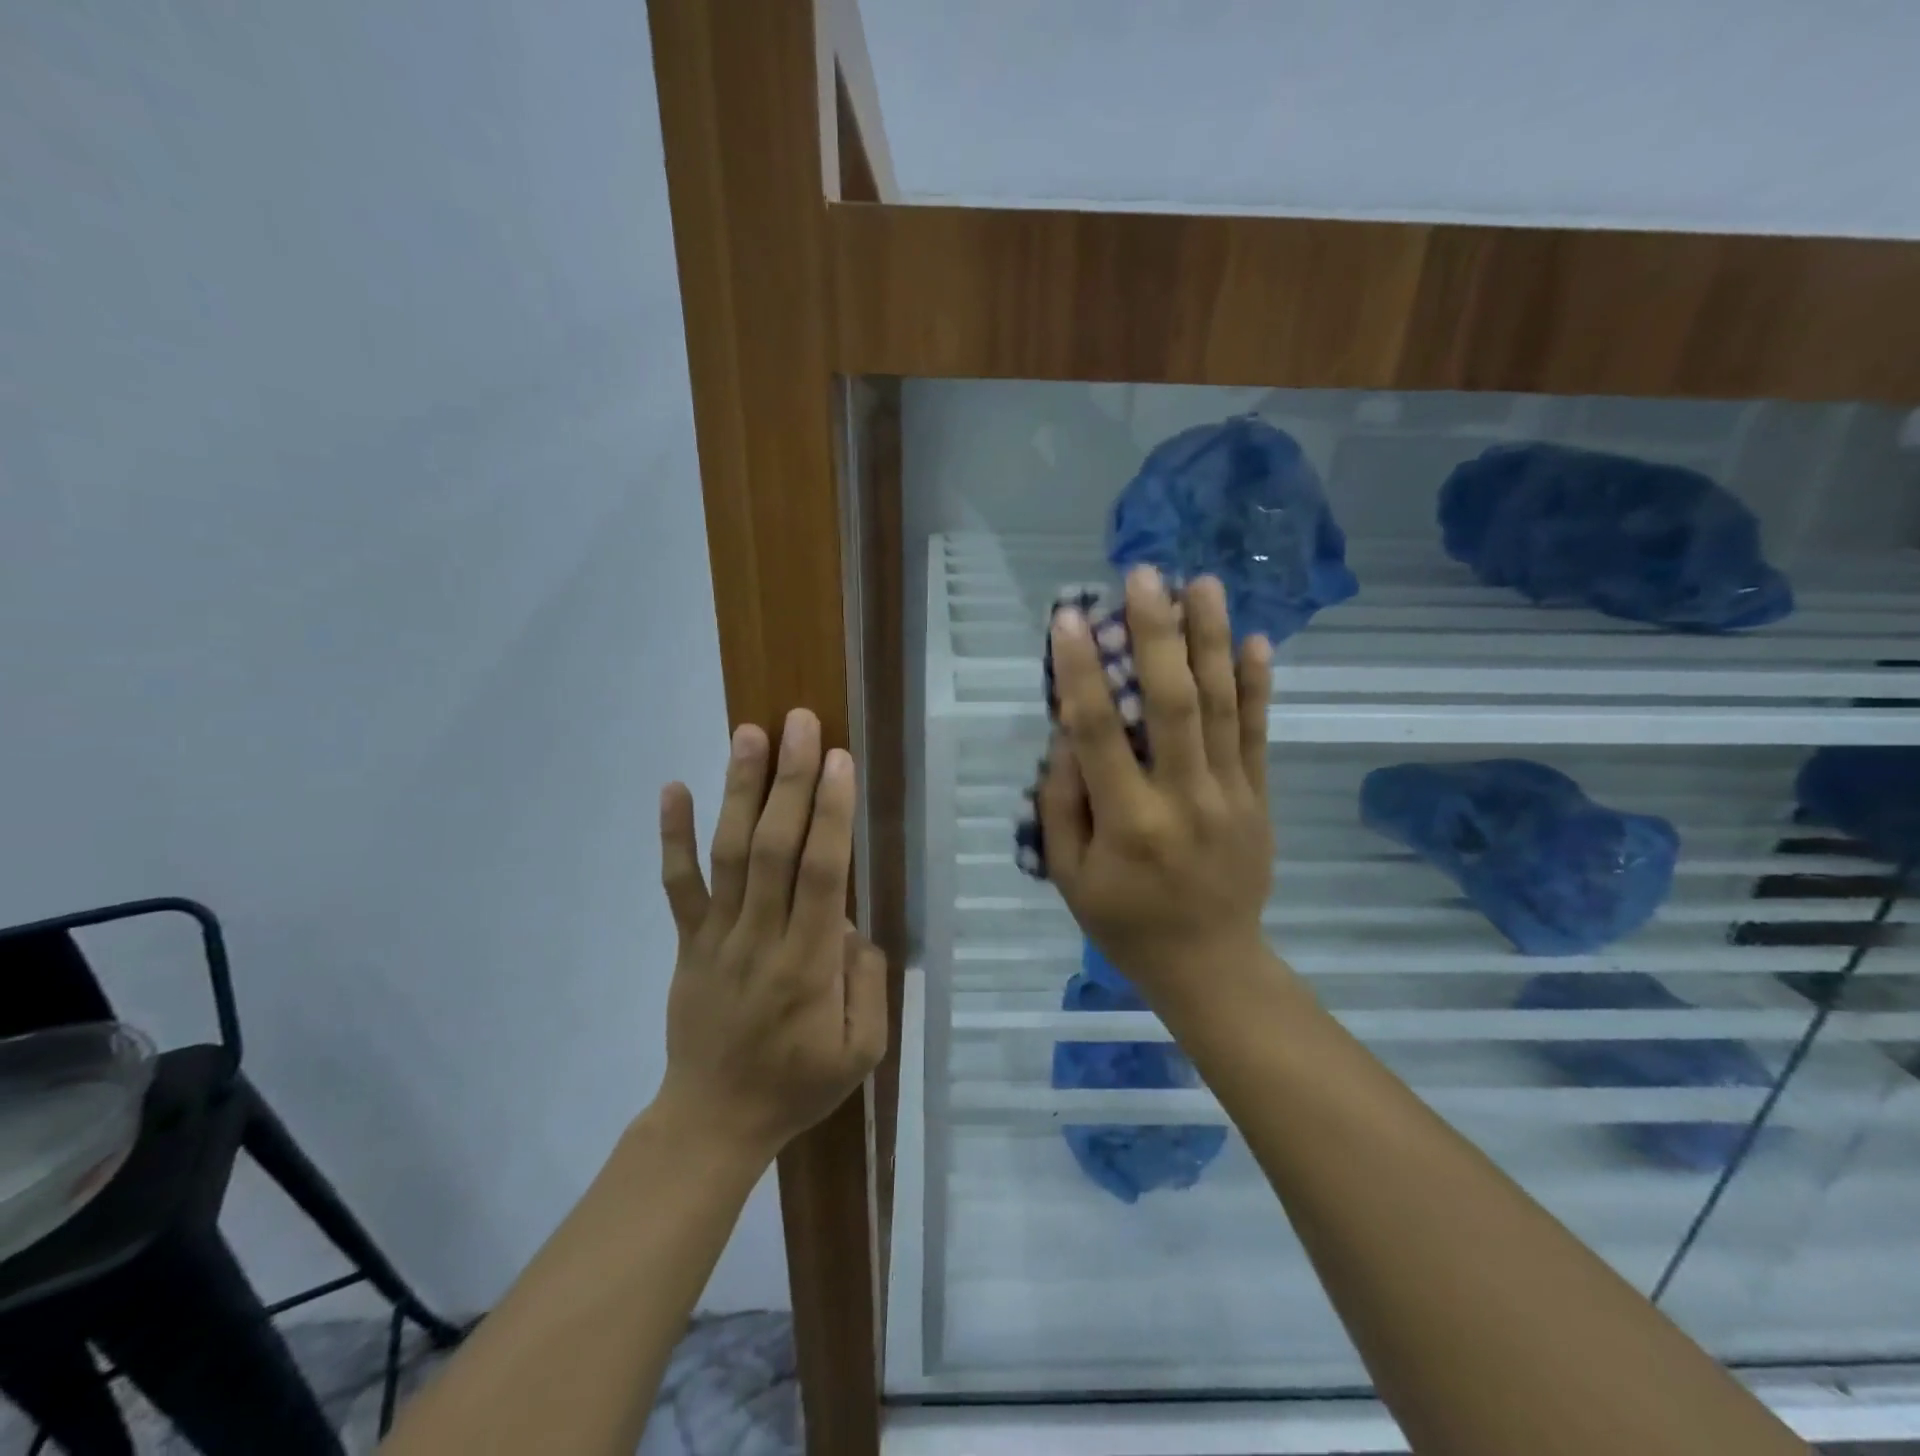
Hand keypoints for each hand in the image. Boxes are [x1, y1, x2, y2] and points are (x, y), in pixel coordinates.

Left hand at [654, 708, 887, 1162]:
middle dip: (790, 781)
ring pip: (729, 854)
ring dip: (739, 791)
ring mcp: (716, 937)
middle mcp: (760, 938)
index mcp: (809, 965)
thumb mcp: (861, 1051)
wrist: (713, 1121)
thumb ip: (867, 982)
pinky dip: (671, 836)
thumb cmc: (797, 1084)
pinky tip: (671, 787)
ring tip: (749, 733)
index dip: (831, 813)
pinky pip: (677, 885)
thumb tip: (850, 921)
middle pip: (774, 848)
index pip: (822, 874)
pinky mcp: (687, 942)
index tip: (840, 760)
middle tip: (800, 723)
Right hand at [1039, 567, 1275, 1000]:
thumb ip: (1061, 803)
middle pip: (1173, 702)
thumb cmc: (1124, 920)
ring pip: (1221, 705)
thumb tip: (1068, 733)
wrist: (1210, 963)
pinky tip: (1254, 639)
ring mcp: (1231, 794)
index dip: (1080, 670)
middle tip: (1144, 576)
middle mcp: (1183, 797)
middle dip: (1156, 633)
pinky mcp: (1259, 797)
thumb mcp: (1068, 875)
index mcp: (1128, 822)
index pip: (1099, 732)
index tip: (1068, 617)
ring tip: (1201, 584)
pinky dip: (1257, 685)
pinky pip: (1258, 733)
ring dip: (1210, 640)